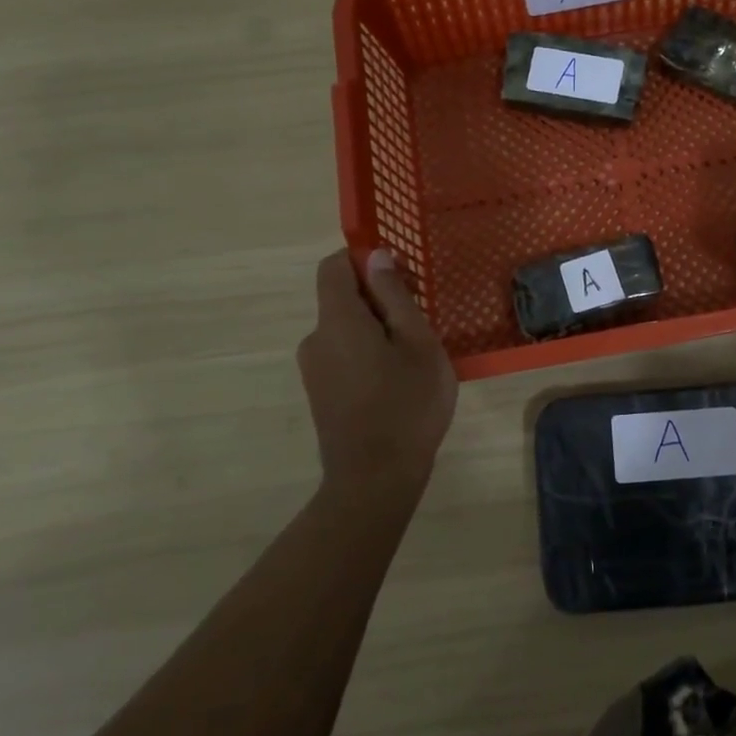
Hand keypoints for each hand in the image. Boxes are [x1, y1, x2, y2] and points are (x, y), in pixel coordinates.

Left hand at [296, 249, 458, 494]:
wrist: (375, 480)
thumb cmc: (407, 404)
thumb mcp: (417, 342)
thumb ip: (394, 295)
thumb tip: (376, 255)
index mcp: (336, 320)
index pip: (333, 266)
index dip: (364, 259)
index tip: (401, 277)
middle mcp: (315, 338)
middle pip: (341, 298)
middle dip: (380, 299)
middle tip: (421, 324)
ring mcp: (314, 369)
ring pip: (345, 329)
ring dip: (377, 330)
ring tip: (415, 358)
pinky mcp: (320, 393)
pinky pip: (343, 354)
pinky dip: (368, 354)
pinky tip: (397, 382)